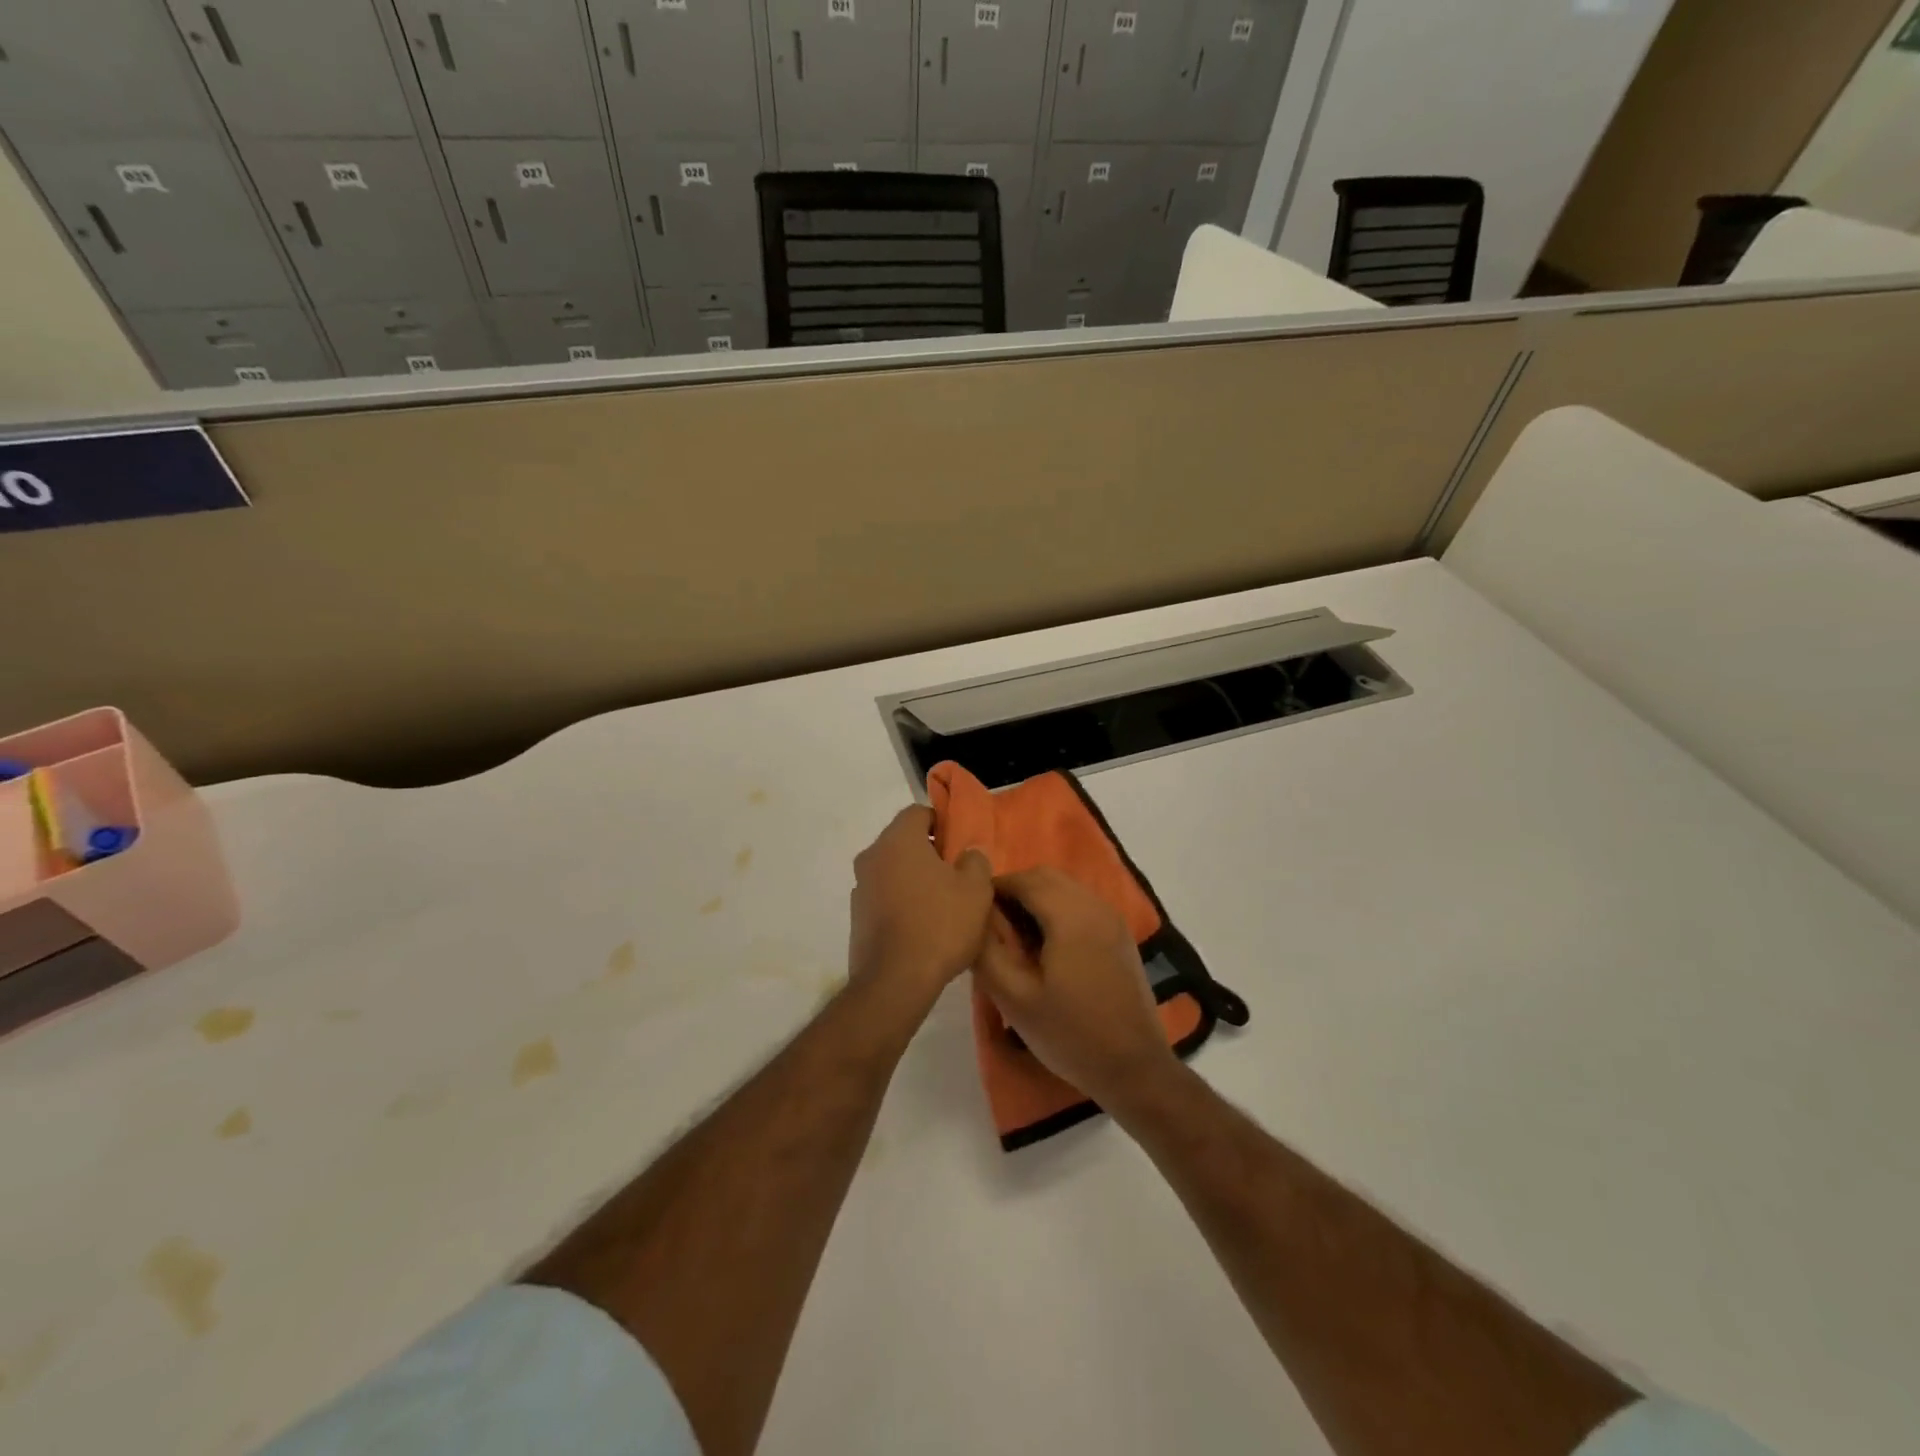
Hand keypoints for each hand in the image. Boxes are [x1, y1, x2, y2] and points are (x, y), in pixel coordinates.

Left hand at [848, 807, 993, 1011]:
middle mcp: (872, 856)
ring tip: (942, 904)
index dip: (942, 823)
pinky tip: (923, 926)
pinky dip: (902, 903)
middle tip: (957, 874)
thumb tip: (968, 853)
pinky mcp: (857, 917)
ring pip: (893, 870)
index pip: (918, 813)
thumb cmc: (940, 924)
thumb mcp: (976, 889)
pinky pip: (884, 897)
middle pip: (904, 842)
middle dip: (929, 853)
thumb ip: (975, 860)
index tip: (960, 845)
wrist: (896, 981)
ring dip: (914, 879)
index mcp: (898, 839)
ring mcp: (860, 887)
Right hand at [974, 867, 1176, 1107]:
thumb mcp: (1014, 998)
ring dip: (1037, 900)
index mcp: (1070, 915)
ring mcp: (1113, 919)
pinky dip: (1058, 910)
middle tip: (994, 927)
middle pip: (1047, 877)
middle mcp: (1095, 905)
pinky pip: (1082, 904)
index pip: (1024, 879)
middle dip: (1016, 891)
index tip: (974, 915)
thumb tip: (975, 918)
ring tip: (1017, 938)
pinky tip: (1048, 948)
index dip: (994, 889)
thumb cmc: (1070, 1034)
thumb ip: (987, 951)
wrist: (1135, 1069)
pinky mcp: (1121, 935)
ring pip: (1066, 888)